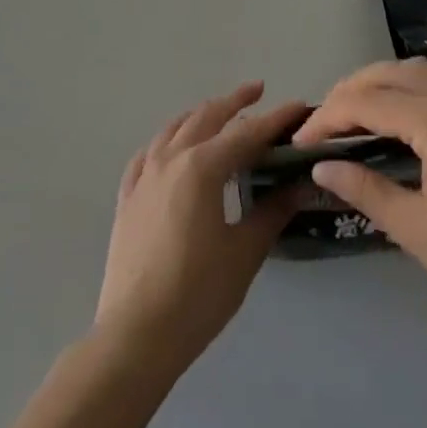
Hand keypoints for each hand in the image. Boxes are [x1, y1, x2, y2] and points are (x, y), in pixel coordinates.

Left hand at [94, 82, 307, 374]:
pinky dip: (167, 141)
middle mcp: (171, 159)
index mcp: (202, 167)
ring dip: (200, 115)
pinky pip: (148, 153)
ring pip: (174, 129)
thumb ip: (271, 212)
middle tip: (258, 93)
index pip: (247, 134)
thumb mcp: (244, 252)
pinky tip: (172, 148)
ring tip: (219, 113)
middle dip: (235, 102)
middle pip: (207, 117)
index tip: (299, 106)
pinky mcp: (127, 196)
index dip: (276, 119)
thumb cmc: (197, 294)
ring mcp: (144, 175)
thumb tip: (299, 186)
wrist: (135, 335)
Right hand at [294, 60, 426, 331]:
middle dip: (345, 96)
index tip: (299, 142)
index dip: (327, 118)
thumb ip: (364, 188)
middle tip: (318, 130)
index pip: (366, 103)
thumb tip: (320, 167)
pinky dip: (404, 82)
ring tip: (347, 116)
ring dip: (373, 84)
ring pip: (408, 68)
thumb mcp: (414, 228)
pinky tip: (394, 107)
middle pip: (384, 75)